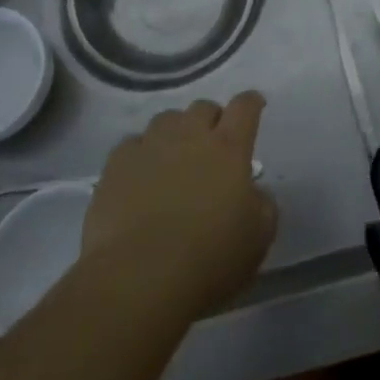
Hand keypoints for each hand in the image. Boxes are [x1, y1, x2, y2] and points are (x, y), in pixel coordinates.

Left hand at [81, 92, 277, 317]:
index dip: (251, 103)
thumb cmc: (209, 258)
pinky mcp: (116, 164)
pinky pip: (133, 144)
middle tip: (214, 143)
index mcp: (228, 149)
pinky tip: (142, 173)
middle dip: (212, 119)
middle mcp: (189, 136)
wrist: (139, 277)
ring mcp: (150, 146)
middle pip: (203, 107)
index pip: (244, 108)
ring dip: (176, 131)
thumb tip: (253, 191)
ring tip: (175, 155)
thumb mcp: (259, 237)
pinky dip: (142, 153)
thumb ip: (262, 204)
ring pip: (167, 119)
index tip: (254, 105)